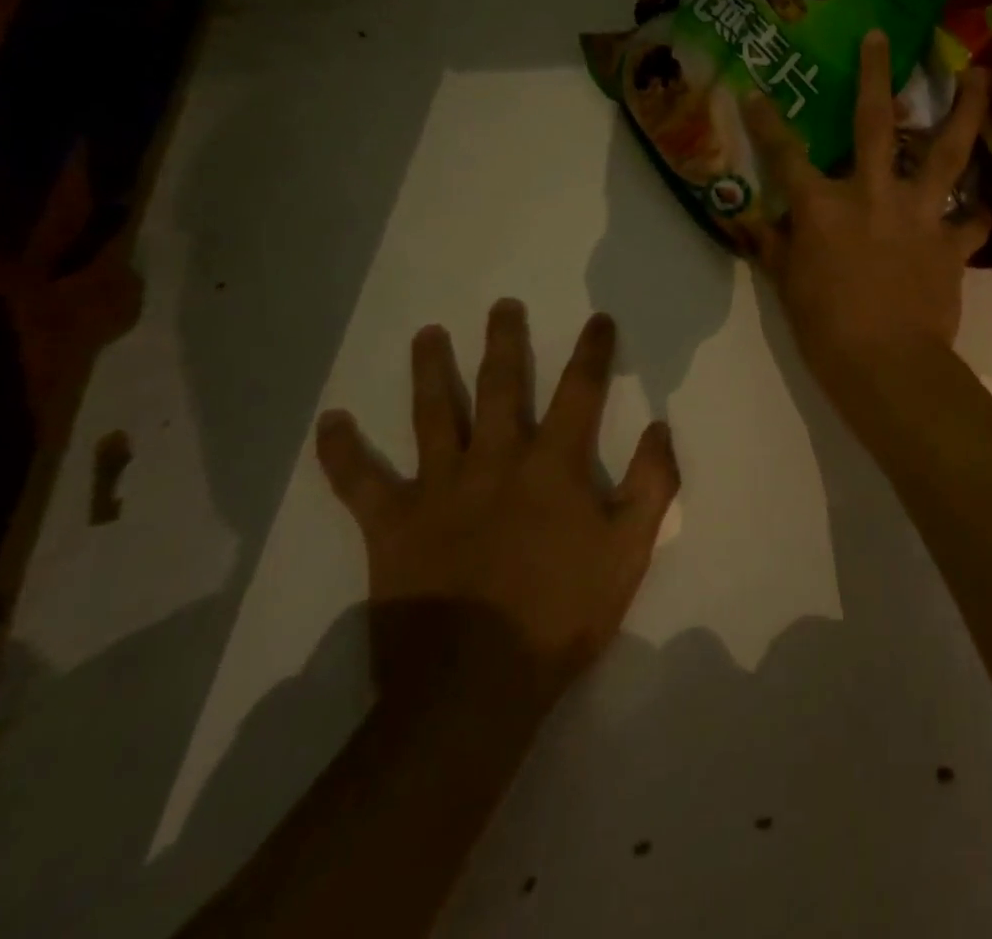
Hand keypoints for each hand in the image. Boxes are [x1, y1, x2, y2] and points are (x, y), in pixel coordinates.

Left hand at [316, 301, 678, 708]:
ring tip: (427, 334)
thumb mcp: (630, 550)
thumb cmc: (562, 613)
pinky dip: (343, 452)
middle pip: (499, 385)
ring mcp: (438, 488)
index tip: (598, 319)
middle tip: (501, 305)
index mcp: (552, 464)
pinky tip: (331, 423)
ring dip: (429, 369)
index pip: (580, 390)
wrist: (476, 686)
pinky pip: (359, 482)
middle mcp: (495, 459)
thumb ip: (651, 483)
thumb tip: (660, 426)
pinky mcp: (391, 525)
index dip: (592, 351)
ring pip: (432, 414)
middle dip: (505, 341)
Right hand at [742, 29, 989, 383]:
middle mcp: (872, 194)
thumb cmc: (825, 328)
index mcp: (822, 206)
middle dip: (876, 74)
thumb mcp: (787, 286)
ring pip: (947, 151)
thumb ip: (774, 248)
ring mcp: (918, 214)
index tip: (754, 91)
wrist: (887, 365)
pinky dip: (987, 209)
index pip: (785, 154)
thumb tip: (756, 223)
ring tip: (981, 75)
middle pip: (874, 123)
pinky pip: (976, 219)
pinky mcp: (951, 243)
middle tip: (884, 36)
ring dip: (966, 110)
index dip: (767, 121)